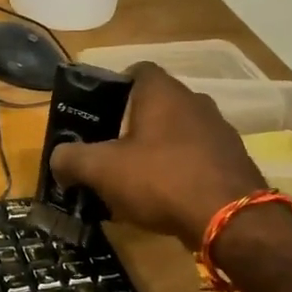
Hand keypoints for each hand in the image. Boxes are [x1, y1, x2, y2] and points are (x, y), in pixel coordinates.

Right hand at [49, 63, 265, 247]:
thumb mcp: (102, 170)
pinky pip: (196, 156)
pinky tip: (165, 196)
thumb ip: (72, 159)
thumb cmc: (161, 179)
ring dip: (156, 148)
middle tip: (107, 149)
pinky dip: (179, 168)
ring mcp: (219, 130)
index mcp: (162, 92)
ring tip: (134, 177)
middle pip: (155, 103)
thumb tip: (57, 159)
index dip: (113, 87)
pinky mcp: (233, 160)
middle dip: (130, 123)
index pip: (136, 71)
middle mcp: (195, 101)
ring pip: (177, 131)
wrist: (231, 220)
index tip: (96, 112)